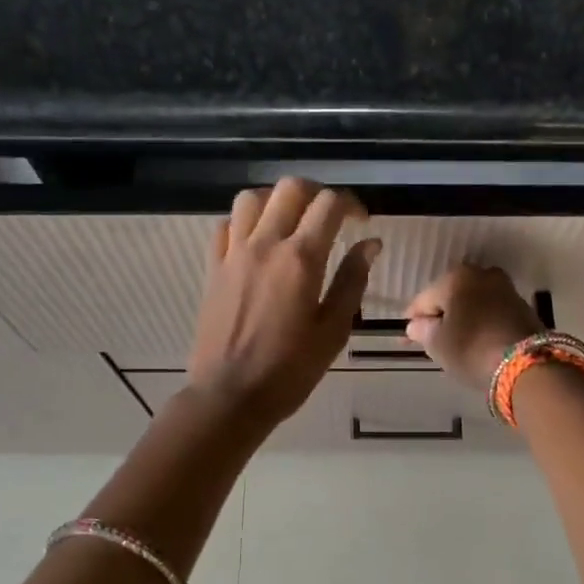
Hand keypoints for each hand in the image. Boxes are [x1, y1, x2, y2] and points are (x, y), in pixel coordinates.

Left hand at [187, 179, 381, 427]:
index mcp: (301, 259)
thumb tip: (370, 243)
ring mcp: (234, 254)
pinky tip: (257, 242)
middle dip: (316, 193)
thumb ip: (352, 281)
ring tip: (291, 223)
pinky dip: (244, 222)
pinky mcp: (213, 268)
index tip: (361, 221)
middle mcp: (265, 245)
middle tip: (329, 217)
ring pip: (252, 198)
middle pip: (290, 188)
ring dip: (276, 201)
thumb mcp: (333, 331)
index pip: (329, 204)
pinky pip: (225, 225)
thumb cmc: (290, 370)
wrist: (230, 395)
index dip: (351, 204)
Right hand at [405, 265, 544, 390]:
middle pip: (450, 297)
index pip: (424, 299)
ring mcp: (505, 289)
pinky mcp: (522, 307)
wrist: (526, 364)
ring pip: (472, 303)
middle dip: (439, 316)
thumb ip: (422, 331)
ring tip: (452, 342)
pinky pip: (490, 312)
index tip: (404, 338)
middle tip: (428, 340)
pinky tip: (474, 340)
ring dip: (461, 319)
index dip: (412, 320)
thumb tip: (417, 325)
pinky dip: (479, 323)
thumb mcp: (437, 344)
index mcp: (456, 278)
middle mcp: (482, 275)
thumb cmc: (471, 349)